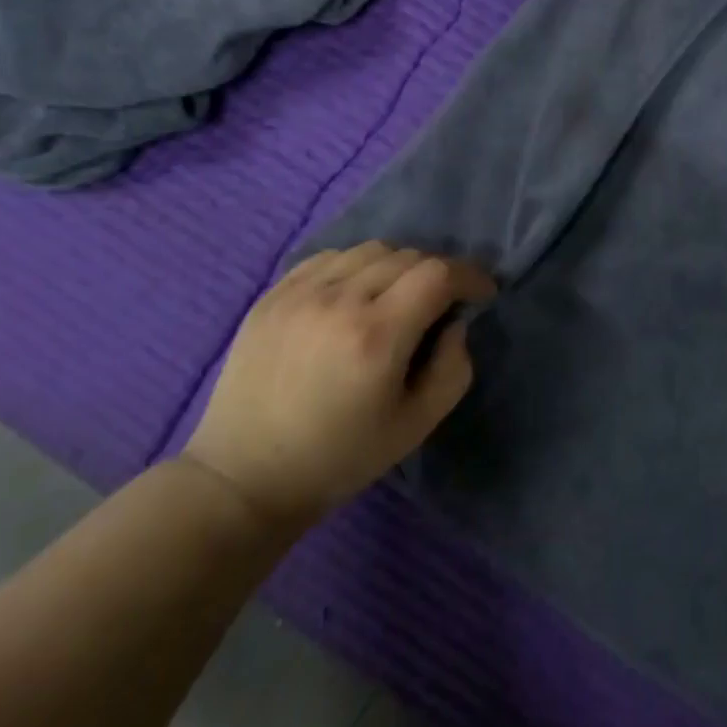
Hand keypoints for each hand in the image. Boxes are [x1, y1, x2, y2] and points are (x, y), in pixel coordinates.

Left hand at [182, 243, 495, 537]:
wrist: (245, 476)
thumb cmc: (340, 457)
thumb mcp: (416, 425)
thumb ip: (453, 369)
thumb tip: (454, 324)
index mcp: (377, 335)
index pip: (438, 273)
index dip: (470, 275)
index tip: (481, 294)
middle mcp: (339, 300)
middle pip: (407, 256)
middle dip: (437, 274)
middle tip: (441, 304)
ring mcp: (300, 293)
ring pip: (369, 250)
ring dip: (398, 266)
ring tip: (396, 297)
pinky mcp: (272, 295)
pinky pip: (329, 257)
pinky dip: (356, 266)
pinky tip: (354, 295)